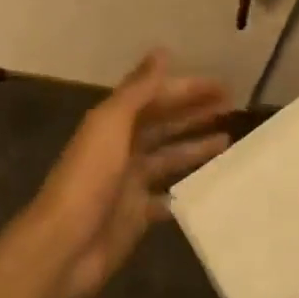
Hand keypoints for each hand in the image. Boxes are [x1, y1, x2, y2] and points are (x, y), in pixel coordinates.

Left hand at [22, 50, 230, 297]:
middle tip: (233, 108)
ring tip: (228, 141)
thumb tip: (162, 51)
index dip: (188, 89)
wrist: (65, 245)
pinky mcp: (135, 216)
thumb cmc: (89, 179)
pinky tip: (208, 188)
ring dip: (195, 148)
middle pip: (164, 125)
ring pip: (168, 159)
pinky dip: (184, 192)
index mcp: (114, 123)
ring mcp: (129, 184)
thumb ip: (138, 90)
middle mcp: (122, 148)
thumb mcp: (110, 124)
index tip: (222, 86)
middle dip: (195, 114)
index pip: (157, 97)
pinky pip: (166, 199)